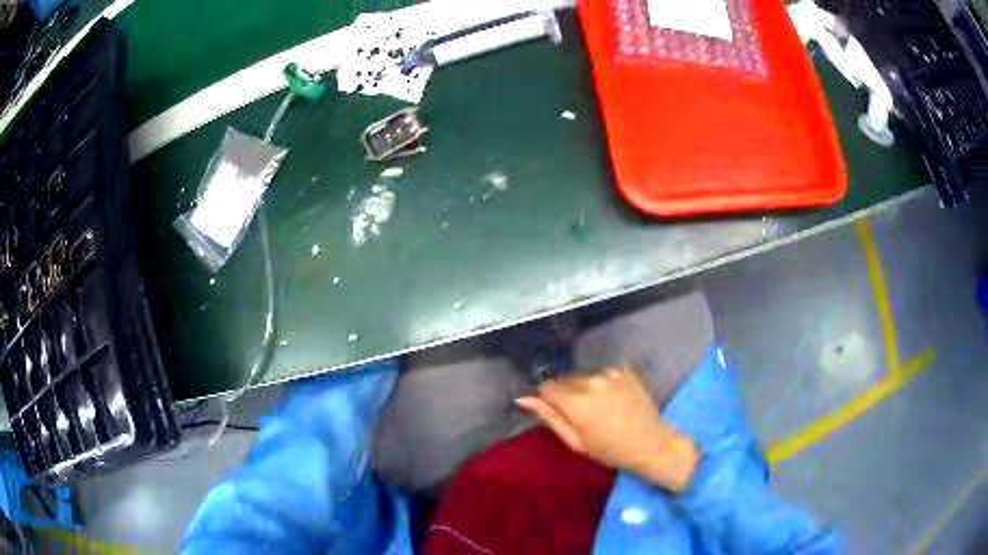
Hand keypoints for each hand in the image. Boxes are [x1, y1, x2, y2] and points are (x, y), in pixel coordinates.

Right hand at [516, 367, 699, 492]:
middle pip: (565, 380)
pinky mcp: (624, 371)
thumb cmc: (610, 450)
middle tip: (582, 417)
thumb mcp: (576, 441)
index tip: (561, 416)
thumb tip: (523, 398)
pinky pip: (602, 375)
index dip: (549, 401)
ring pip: (583, 377)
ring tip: (601, 409)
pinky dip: (603, 385)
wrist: (651, 444)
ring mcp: (611, 373)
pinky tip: (615, 401)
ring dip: (585, 389)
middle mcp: (592, 381)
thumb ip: (549, 417)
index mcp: (577, 402)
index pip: (547, 387)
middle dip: (567, 395)